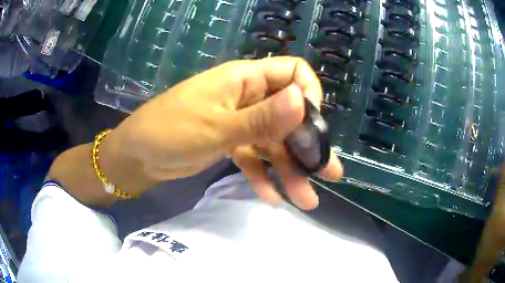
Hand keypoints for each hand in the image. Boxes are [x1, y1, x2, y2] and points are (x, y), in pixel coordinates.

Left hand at [112, 56, 342, 209]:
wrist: (135, 156)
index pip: (292, 72)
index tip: (312, 126)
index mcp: (243, 79)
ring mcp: (238, 122)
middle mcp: (246, 97)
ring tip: (307, 200)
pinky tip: (274, 199)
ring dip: (289, 170)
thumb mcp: (216, 127)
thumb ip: (261, 118)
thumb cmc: (169, 132)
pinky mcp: (229, 143)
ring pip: (273, 143)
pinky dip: (263, 177)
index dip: (308, 94)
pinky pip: (254, 158)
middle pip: (288, 115)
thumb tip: (302, 101)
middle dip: (307, 145)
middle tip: (327, 173)